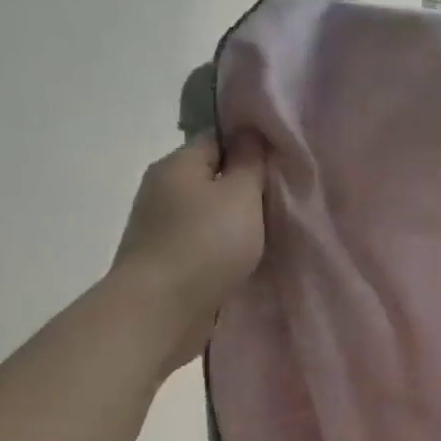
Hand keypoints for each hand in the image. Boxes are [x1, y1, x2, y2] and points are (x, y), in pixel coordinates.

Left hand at [110, 132, 267, 372]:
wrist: (162, 309)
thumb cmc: (207, 243)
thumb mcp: (241, 195)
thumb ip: (250, 162)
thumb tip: (250, 132)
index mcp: (177, 164)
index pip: (217, 139)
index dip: (250, 148)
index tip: (280, 166)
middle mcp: (162, 188)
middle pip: (211, 176)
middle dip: (243, 187)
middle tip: (281, 201)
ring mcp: (159, 225)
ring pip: (207, 211)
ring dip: (233, 220)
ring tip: (267, 232)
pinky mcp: (165, 258)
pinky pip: (201, 240)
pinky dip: (221, 245)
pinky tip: (243, 257)